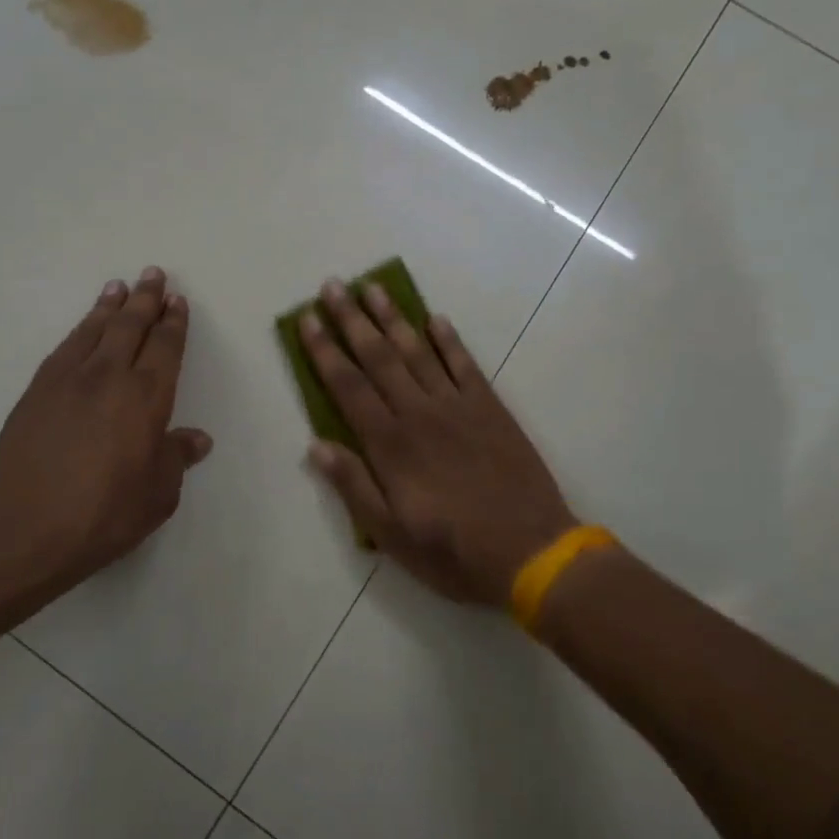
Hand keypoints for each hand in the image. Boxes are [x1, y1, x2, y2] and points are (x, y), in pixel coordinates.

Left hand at [0, 268, 211, 606]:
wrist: (22, 529)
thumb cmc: (102, 516)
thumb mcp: (156, 495)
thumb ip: (176, 459)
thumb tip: (197, 439)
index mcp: (146, 399)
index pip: (165, 348)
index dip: (174, 323)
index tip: (178, 302)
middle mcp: (109, 377)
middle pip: (131, 326)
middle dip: (146, 299)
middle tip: (154, 274)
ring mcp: (68, 379)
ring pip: (95, 329)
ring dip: (110, 305)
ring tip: (119, 286)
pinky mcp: (37, 390)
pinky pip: (66, 346)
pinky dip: (80, 328)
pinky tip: (85, 325)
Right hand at [301, 278, 576, 606]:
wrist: (531, 551)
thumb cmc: (452, 550)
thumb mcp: (390, 534)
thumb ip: (353, 486)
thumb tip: (316, 445)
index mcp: (390, 444)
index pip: (348, 386)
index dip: (324, 350)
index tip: (307, 319)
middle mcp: (419, 413)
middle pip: (378, 357)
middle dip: (351, 319)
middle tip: (333, 286)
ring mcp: (457, 406)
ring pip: (417, 351)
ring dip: (393, 317)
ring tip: (373, 287)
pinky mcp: (490, 408)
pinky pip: (464, 364)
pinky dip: (448, 340)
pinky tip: (435, 319)